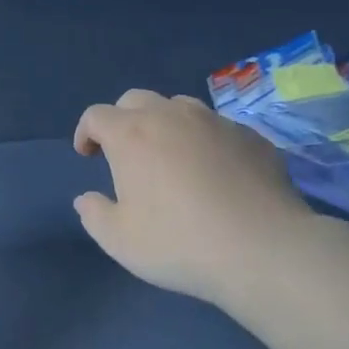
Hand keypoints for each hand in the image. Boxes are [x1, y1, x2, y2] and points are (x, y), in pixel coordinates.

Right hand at [73, 89, 320, 310]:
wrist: (263, 248)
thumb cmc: (179, 242)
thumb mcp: (119, 240)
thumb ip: (94, 214)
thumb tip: (86, 199)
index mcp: (132, 134)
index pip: (96, 115)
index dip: (86, 132)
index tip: (88, 155)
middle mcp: (171, 116)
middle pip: (135, 100)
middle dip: (123, 120)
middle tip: (125, 153)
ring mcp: (215, 122)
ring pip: (179, 106)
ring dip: (165, 124)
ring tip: (170, 157)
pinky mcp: (251, 136)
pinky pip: (217, 127)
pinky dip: (204, 141)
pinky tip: (214, 172)